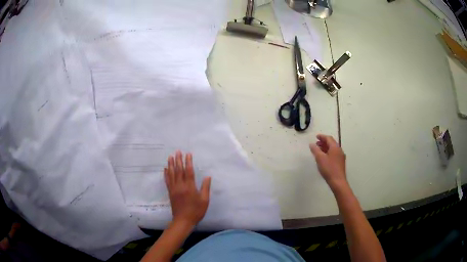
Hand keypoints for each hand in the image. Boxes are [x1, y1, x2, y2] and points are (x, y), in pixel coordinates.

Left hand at [164, 151, 210, 226]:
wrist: (183, 220)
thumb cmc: (196, 211)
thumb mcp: (204, 200)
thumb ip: (205, 188)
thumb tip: (207, 177)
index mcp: (189, 187)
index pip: (188, 171)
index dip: (188, 162)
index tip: (188, 154)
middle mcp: (180, 186)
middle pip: (178, 170)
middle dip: (178, 160)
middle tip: (177, 151)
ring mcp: (174, 189)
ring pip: (171, 174)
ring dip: (171, 164)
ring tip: (170, 156)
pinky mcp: (170, 192)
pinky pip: (167, 181)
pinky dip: (166, 174)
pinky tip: (165, 169)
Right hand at [309, 134, 346, 190]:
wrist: (338, 181)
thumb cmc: (329, 169)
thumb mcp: (320, 158)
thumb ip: (315, 150)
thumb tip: (311, 144)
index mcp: (335, 147)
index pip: (329, 138)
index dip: (322, 137)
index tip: (316, 137)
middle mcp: (339, 150)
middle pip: (331, 143)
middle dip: (324, 142)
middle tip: (316, 143)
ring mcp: (341, 156)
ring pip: (333, 149)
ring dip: (326, 147)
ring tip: (319, 150)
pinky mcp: (340, 162)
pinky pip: (334, 154)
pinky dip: (328, 152)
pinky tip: (324, 157)